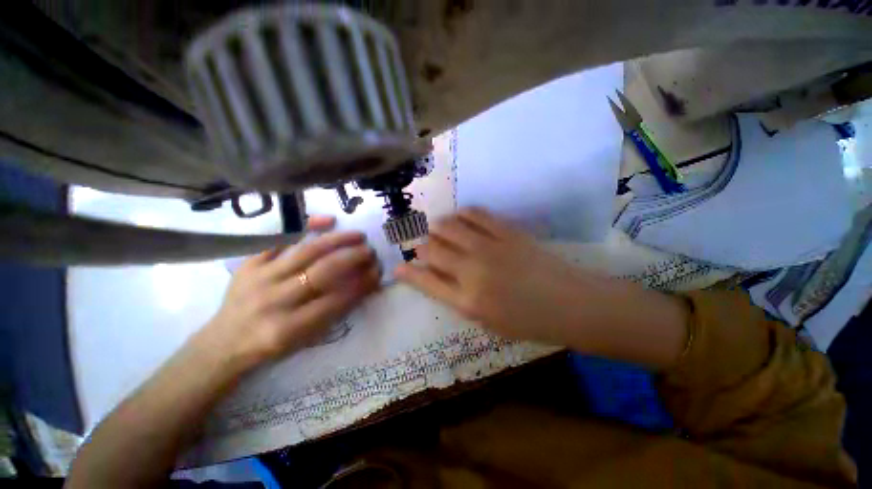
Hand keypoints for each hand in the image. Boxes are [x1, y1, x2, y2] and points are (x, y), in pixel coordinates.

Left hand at [197, 215, 379, 367]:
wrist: (224, 342)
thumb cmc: (272, 344)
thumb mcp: (306, 340)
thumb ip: (335, 312)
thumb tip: (365, 285)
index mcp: (289, 328)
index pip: (337, 300)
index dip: (362, 284)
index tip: (378, 272)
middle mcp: (274, 300)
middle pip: (324, 271)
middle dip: (354, 258)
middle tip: (371, 252)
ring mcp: (259, 278)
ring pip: (307, 251)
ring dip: (339, 241)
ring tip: (359, 236)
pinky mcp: (249, 262)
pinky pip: (281, 238)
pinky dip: (305, 226)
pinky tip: (328, 220)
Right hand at [396, 208, 689, 365]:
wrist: (573, 305)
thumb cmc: (529, 322)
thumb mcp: (487, 322)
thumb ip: (457, 298)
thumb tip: (435, 278)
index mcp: (467, 301)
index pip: (425, 281)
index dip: (407, 272)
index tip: (398, 266)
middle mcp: (473, 271)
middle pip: (432, 249)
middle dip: (421, 247)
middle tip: (424, 247)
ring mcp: (490, 247)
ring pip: (448, 226)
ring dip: (438, 228)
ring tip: (439, 231)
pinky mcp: (507, 231)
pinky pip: (476, 214)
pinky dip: (462, 214)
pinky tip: (461, 218)